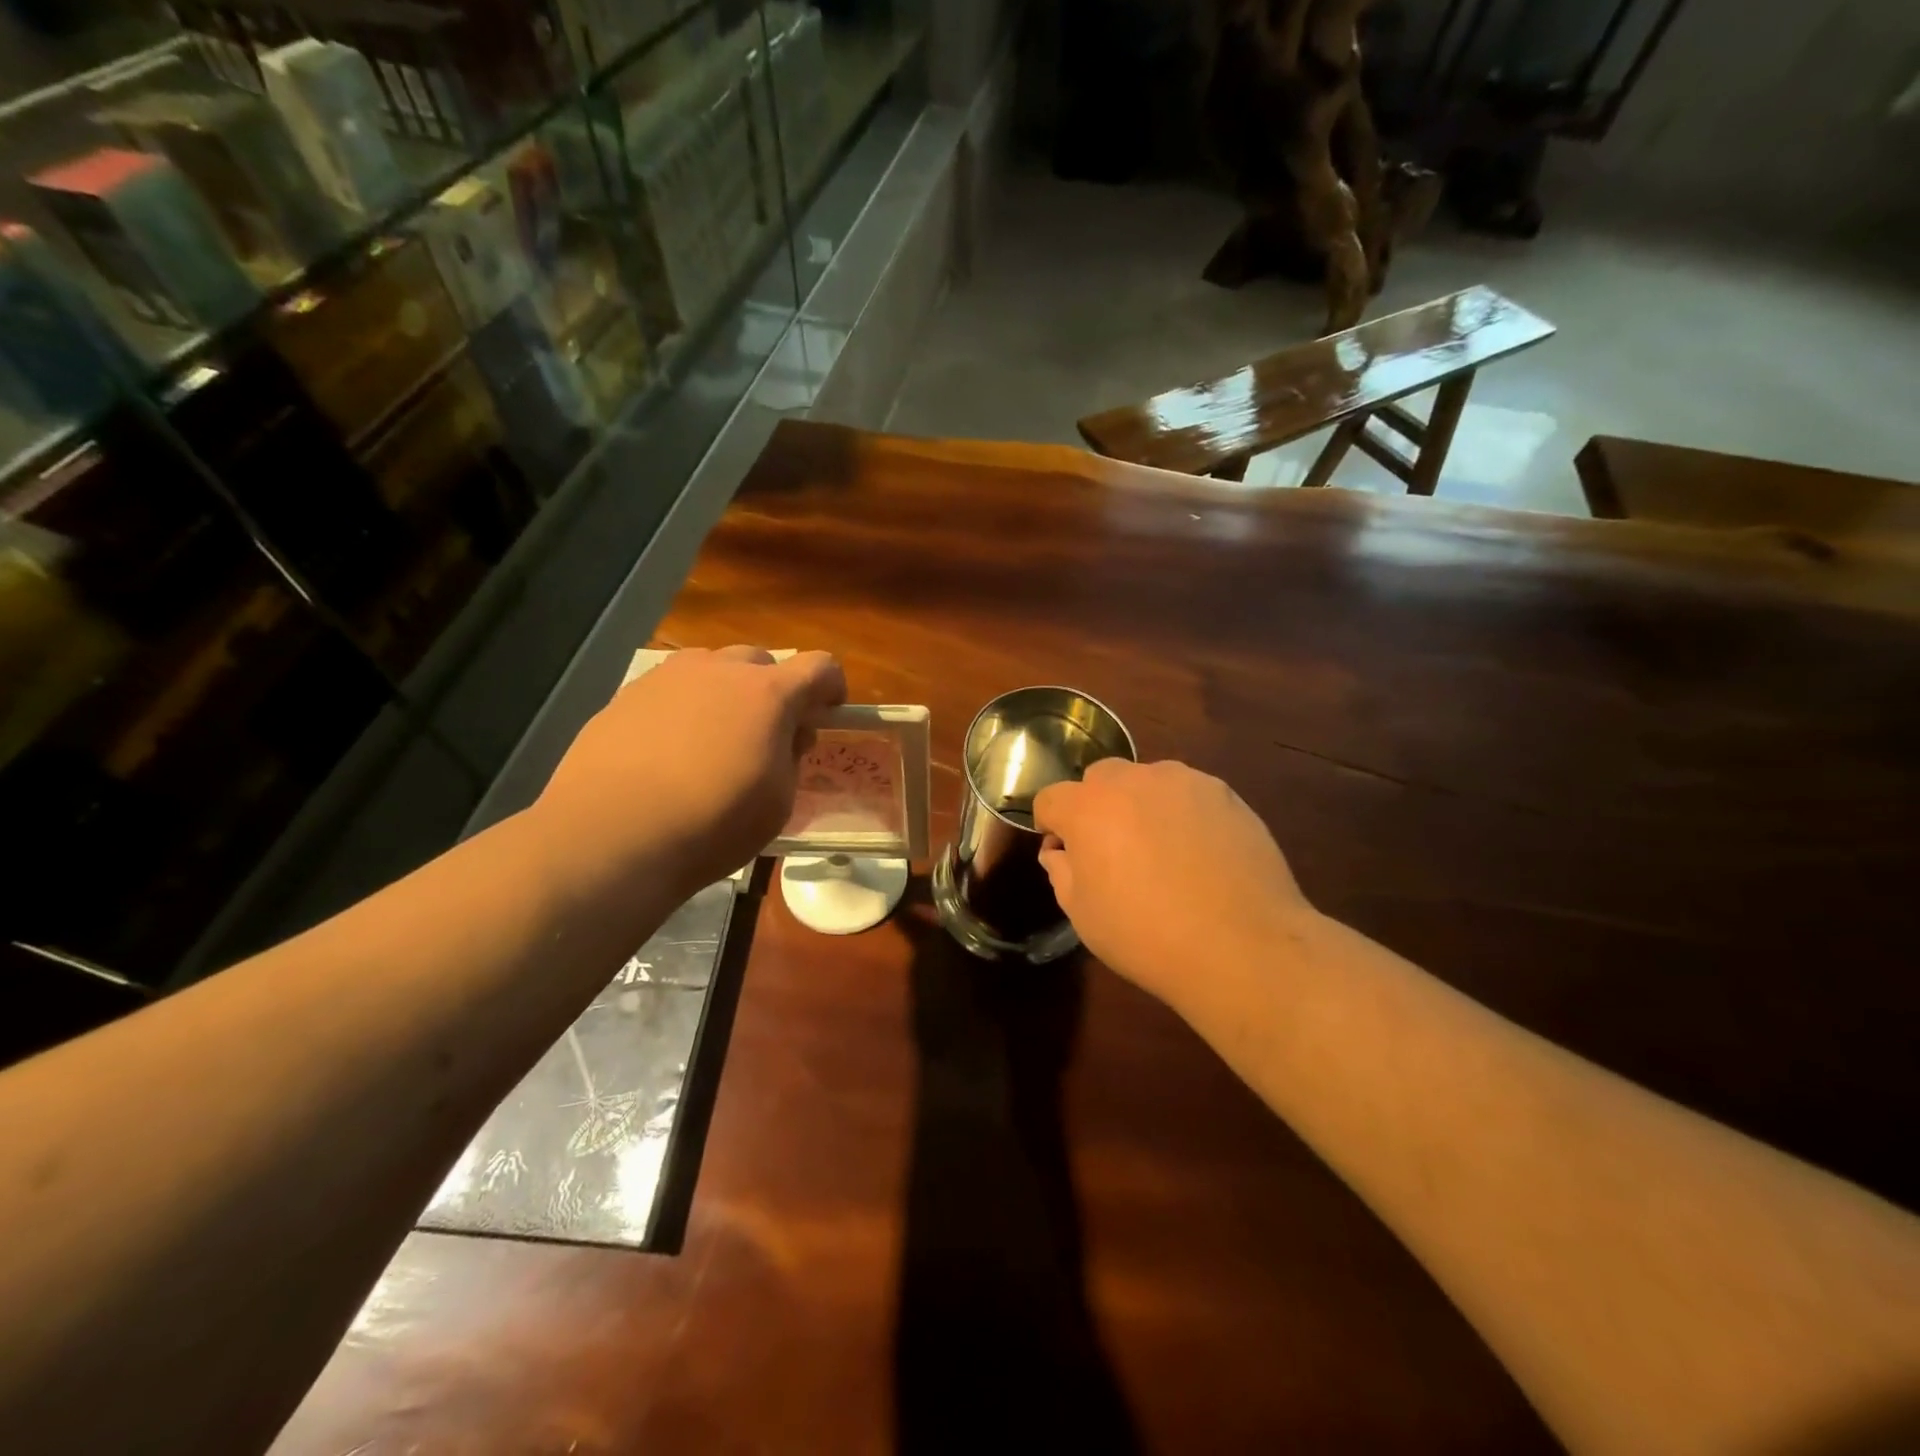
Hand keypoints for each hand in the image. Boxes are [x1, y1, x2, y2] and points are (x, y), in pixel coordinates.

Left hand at [533, 646, 844, 900]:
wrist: (612, 835)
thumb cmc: (713, 822)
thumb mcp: (778, 801)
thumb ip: (790, 757)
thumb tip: (785, 736)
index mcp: (768, 693)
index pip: (820, 666)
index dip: (831, 687)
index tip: (827, 713)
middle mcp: (719, 671)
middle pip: (762, 661)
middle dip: (774, 690)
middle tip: (768, 733)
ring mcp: (667, 678)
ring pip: (711, 668)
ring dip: (726, 693)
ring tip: (714, 739)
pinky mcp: (625, 695)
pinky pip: (670, 690)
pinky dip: (683, 709)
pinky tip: (669, 752)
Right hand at [1033, 759, 1313, 1014]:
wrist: (1242, 946)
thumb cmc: (1147, 935)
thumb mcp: (1083, 915)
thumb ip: (1061, 871)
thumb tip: (1062, 852)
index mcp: (1088, 807)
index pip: (1050, 799)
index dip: (1050, 826)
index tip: (1065, 854)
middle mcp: (1132, 781)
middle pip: (1099, 779)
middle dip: (1096, 806)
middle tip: (1114, 851)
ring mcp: (1183, 781)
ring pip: (1146, 781)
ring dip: (1141, 805)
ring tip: (1163, 852)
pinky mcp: (1224, 793)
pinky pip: (1188, 794)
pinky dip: (1183, 814)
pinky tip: (1201, 854)